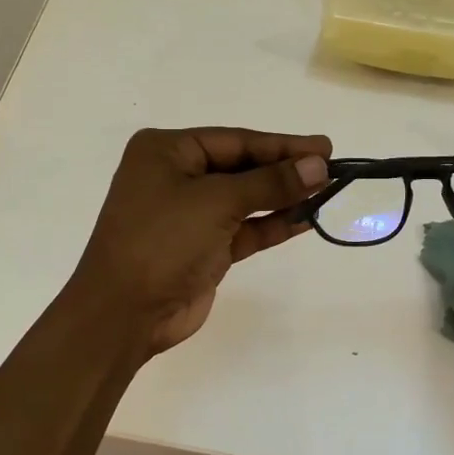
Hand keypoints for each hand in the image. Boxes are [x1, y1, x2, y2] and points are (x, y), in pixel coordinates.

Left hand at [65, 126, 331, 355]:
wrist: (123, 314)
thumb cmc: (162, 241)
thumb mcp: (217, 203)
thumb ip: (270, 183)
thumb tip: (318, 165)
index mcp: (166, 151)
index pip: (235, 140)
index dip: (282, 145)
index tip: (324, 147)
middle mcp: (176, 176)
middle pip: (242, 167)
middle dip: (285, 170)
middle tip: (331, 168)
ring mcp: (190, 214)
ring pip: (246, 198)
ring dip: (283, 197)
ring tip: (327, 191)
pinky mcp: (203, 247)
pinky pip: (245, 228)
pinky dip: (273, 224)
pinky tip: (306, 219)